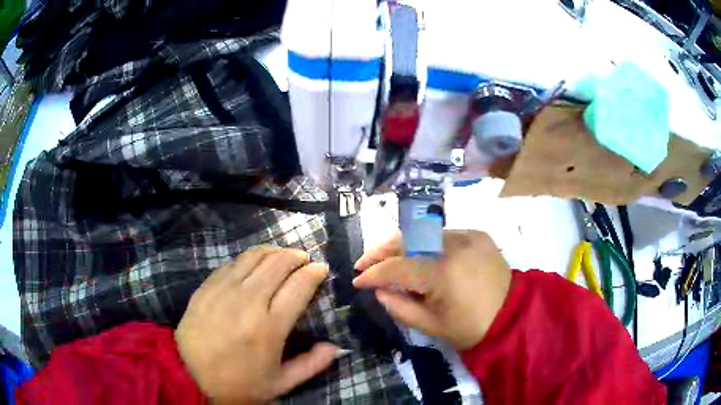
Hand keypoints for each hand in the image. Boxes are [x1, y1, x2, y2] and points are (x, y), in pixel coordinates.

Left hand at [176, 247, 340, 402]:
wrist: (189, 375)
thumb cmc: (239, 384)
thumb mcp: (280, 383)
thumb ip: (311, 365)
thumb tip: (335, 347)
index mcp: (270, 327)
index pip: (299, 286)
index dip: (314, 272)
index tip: (321, 268)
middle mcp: (248, 301)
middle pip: (277, 264)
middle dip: (295, 256)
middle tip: (303, 258)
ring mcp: (224, 290)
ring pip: (253, 257)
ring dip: (272, 251)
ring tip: (281, 254)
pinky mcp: (206, 287)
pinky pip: (231, 263)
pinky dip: (248, 259)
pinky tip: (252, 264)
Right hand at [353, 230, 511, 349]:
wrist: (512, 315)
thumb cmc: (470, 327)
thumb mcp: (430, 325)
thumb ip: (398, 306)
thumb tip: (378, 290)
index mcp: (442, 274)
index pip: (396, 268)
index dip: (373, 273)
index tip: (357, 280)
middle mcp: (454, 245)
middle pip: (407, 239)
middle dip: (380, 250)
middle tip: (364, 263)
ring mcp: (468, 235)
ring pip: (423, 233)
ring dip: (402, 245)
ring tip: (386, 258)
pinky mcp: (477, 234)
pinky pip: (442, 236)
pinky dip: (425, 244)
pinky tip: (418, 256)